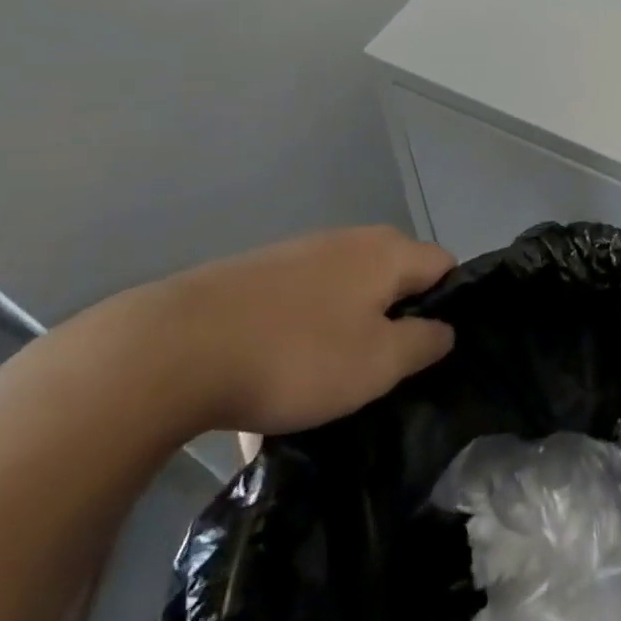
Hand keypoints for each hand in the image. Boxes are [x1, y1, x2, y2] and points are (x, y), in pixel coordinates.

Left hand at [107, 226, 456, 438]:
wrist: (174, 349)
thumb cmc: (296, 356)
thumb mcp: (376, 364)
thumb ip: (423, 343)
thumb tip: (444, 328)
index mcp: (387, 252)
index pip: (444, 265)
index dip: (446, 306)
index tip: (427, 353)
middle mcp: (351, 239)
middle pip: (395, 276)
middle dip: (395, 319)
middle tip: (381, 371)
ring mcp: (301, 252)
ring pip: (346, 291)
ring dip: (348, 328)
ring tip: (327, 380)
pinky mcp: (259, 272)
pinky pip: (303, 302)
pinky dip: (305, 331)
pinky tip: (278, 374)